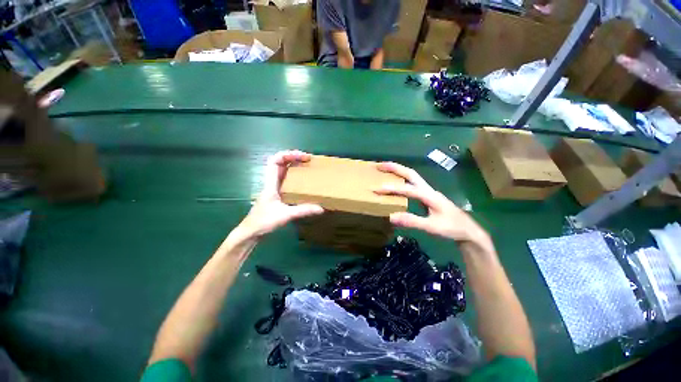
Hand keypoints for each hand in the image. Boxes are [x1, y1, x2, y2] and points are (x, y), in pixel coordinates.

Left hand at [238, 150, 323, 237]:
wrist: (251, 232)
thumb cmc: (264, 222)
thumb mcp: (285, 215)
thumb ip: (303, 211)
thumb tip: (321, 208)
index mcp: (270, 184)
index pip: (275, 161)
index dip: (288, 154)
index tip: (303, 156)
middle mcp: (271, 183)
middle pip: (279, 162)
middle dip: (293, 157)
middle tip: (307, 160)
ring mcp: (273, 188)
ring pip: (282, 170)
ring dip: (293, 165)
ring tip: (306, 166)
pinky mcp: (276, 194)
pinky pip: (284, 179)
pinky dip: (293, 175)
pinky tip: (301, 181)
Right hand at [375, 162, 489, 245]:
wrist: (468, 230)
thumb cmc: (452, 228)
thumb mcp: (432, 227)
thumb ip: (412, 221)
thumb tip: (391, 216)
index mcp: (430, 195)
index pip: (408, 189)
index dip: (392, 189)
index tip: (376, 189)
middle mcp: (428, 189)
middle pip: (410, 173)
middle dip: (394, 168)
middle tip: (379, 165)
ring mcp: (428, 192)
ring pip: (411, 176)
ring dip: (398, 171)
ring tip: (384, 170)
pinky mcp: (427, 196)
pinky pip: (412, 184)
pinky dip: (402, 180)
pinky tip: (396, 184)